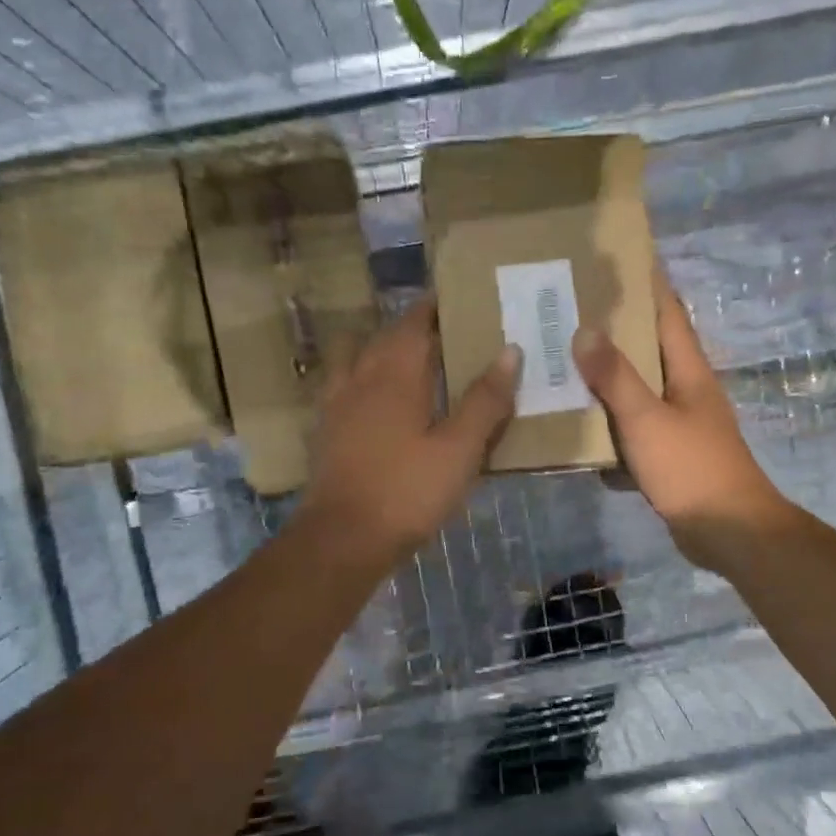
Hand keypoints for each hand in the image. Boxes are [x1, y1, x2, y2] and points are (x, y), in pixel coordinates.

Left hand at [298, 297, 518, 568]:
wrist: (343, 539)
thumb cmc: (407, 490)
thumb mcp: (459, 449)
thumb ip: (485, 400)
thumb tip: (510, 350)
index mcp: (394, 375)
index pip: (414, 323)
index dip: (433, 306)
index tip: (457, 297)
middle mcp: (360, 378)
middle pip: (384, 337)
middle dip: (412, 327)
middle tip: (445, 330)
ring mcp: (336, 404)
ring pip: (356, 358)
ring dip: (380, 349)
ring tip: (409, 361)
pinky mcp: (325, 431)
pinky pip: (343, 386)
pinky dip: (361, 379)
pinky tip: (377, 402)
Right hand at [573, 273, 790, 572]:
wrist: (728, 532)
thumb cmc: (691, 467)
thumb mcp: (647, 418)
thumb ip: (615, 376)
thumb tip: (585, 329)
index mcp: (688, 370)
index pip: (668, 312)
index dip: (647, 283)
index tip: (616, 260)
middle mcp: (685, 390)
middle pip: (647, 349)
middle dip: (613, 330)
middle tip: (569, 311)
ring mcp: (678, 424)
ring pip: (636, 391)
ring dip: (605, 380)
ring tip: (563, 363)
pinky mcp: (668, 455)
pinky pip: (631, 430)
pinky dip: (608, 427)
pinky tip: (577, 428)